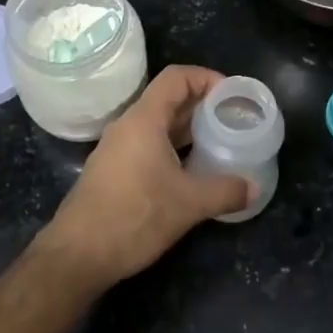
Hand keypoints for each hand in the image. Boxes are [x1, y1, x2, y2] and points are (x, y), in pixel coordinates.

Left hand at [36, 65, 252, 287]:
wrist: (78, 254)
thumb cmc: (134, 217)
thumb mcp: (189, 204)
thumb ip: (226, 191)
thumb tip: (254, 187)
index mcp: (144, 120)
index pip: (176, 77)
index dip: (207, 77)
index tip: (232, 95)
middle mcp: (127, 126)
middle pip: (168, 99)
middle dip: (202, 105)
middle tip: (233, 119)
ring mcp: (116, 149)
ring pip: (158, 125)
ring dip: (188, 129)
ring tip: (218, 143)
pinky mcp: (112, 171)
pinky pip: (147, 145)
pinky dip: (172, 148)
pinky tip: (191, 172)